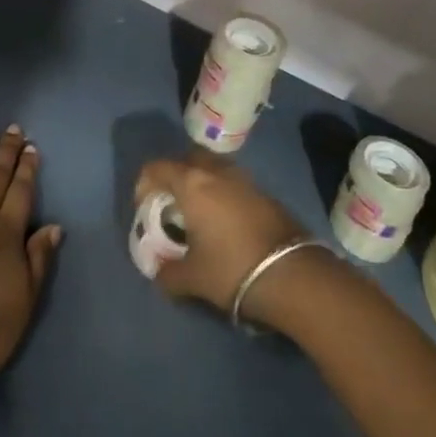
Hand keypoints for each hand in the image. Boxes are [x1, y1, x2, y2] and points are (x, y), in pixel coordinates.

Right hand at [132, 154, 307, 320]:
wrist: (291, 274)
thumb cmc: (230, 269)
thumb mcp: (191, 278)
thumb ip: (167, 273)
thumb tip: (159, 272)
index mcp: (193, 184)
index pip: (157, 167)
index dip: (144, 184)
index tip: (145, 208)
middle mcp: (217, 172)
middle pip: (188, 158)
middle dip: (175, 176)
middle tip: (172, 204)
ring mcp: (245, 180)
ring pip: (214, 168)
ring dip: (202, 183)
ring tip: (199, 214)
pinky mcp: (265, 193)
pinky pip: (234, 183)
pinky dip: (223, 194)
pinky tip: (225, 223)